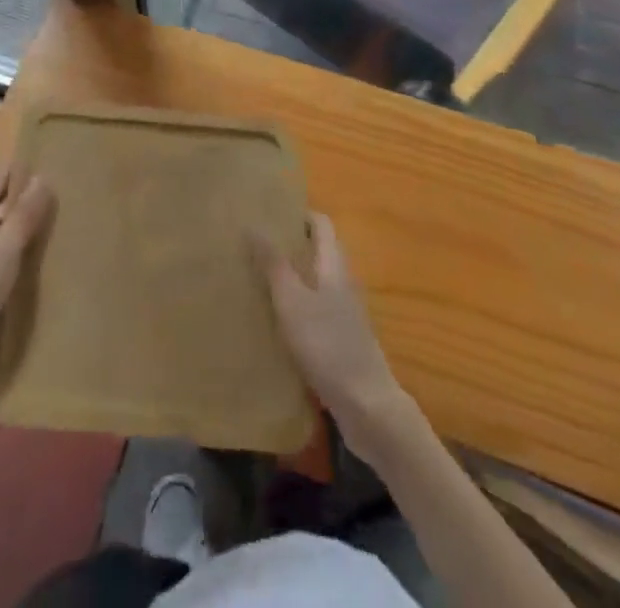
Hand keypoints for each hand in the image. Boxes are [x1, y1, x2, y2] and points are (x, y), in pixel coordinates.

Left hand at [0, 167, 55, 405]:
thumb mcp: (2, 248)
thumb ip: (24, 215)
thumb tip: (44, 176)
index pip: (0, 179)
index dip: (24, 169)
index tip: (57, 160)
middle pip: (5, 207)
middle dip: (33, 201)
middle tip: (73, 192)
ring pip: (10, 237)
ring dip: (33, 232)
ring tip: (71, 223)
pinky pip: (12, 265)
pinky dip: (30, 260)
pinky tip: (55, 262)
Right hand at [257, 213, 405, 437]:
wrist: (367, 406)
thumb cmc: (327, 344)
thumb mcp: (292, 300)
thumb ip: (273, 264)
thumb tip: (253, 225)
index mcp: (334, 266)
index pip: (322, 225)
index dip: (299, 214)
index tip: (269, 213)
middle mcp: (342, 283)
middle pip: (319, 252)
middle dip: (291, 244)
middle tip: (255, 244)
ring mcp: (344, 314)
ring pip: (316, 282)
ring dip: (292, 277)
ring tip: (257, 278)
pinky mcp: (341, 341)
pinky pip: (316, 310)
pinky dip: (297, 306)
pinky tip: (274, 320)